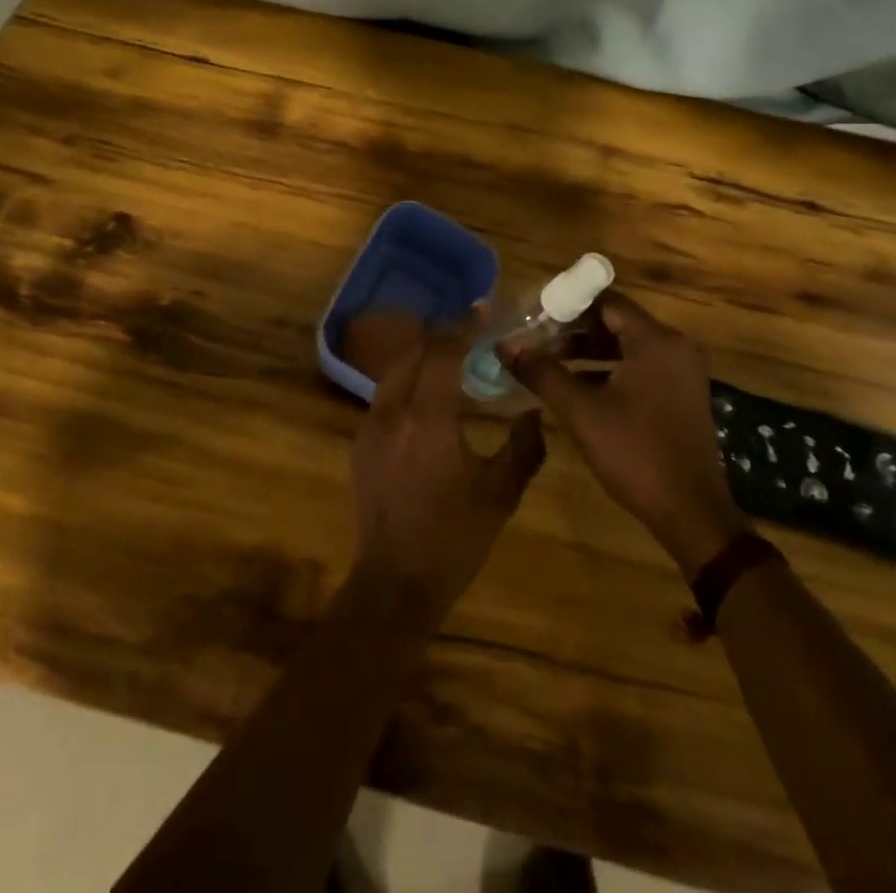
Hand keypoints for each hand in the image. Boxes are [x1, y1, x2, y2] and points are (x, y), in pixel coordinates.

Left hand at [350, 333, 546, 623]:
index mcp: (428, 418)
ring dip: (420, 356)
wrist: (395, 584)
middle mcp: (392, 411)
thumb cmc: (454, 539)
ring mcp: (370, 426)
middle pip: (412, 351)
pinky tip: (427, 398)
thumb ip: (524, 447)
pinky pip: (384, 395)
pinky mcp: (361, 443)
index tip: (483, 311)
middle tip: (470, 332)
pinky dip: (407, 381)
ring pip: (393, 371)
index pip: (442, 352)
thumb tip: (535, 412)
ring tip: (450, 358)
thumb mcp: (500, 494)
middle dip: (440, 335)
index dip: (463, 326)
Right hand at [502, 290, 745, 579]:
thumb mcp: (581, 411)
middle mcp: (674, 348)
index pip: (606, 301)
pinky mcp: (681, 395)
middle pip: (617, 321)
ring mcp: (682, 373)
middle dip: (574, 330)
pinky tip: (577, 388)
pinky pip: (640, 367)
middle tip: (537, 340)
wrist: (691, 513)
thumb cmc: (635, 453)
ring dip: (588, 351)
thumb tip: (505, 346)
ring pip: (627, 346)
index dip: (568, 304)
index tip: (534, 316)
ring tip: (549, 363)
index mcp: (656, 341)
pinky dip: (609, 370)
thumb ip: (542, 373)